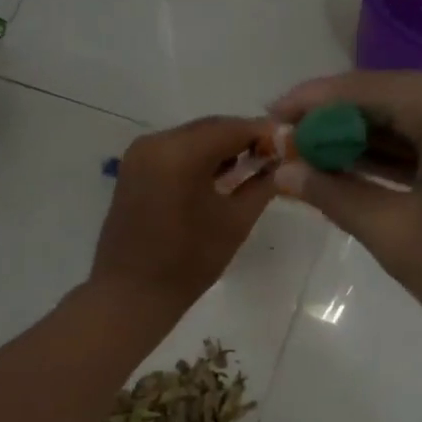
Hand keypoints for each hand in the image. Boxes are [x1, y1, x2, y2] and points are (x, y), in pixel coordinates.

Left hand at [89, 115, 274, 315]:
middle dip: (243, 138)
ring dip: (221, 147)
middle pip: (210, 128)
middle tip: (274, 155)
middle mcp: (156, 142)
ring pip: (192, 138)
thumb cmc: (188, 262)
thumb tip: (282, 165)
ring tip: (251, 166)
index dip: (264, 133)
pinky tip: (219, 175)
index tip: (289, 143)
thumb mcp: (235, 222)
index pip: (233, 128)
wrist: (132, 293)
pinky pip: (174, 151)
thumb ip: (261, 185)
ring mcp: (140, 154)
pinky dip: (199, 157)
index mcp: (180, 153)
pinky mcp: (133, 168)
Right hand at [269, 72, 421, 355]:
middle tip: (288, 154)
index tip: (266, 122)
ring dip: (371, 144)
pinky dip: (408, 157)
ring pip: (420, 120)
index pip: (360, 87)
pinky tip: (371, 177)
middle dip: (337, 126)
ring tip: (318, 168)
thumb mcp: (400, 236)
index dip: (307, 105)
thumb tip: (286, 169)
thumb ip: (338, 195)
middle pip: (390, 98)